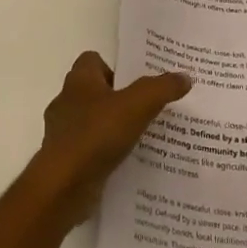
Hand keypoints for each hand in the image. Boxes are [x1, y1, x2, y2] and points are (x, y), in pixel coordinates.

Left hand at [32, 52, 190, 228]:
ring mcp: (62, 133)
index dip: (114, 68)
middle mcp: (66, 102)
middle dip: (117, 100)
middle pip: (94, 91)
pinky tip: (125, 163)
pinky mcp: (64, 161)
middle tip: (146, 110)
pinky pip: (88, 150)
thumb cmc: (96, 134)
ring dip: (111, 129)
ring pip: (91, 122)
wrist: (62, 187)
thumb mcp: (137, 105)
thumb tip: (184, 77)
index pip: (92, 60)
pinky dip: (104, 154)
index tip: (136, 84)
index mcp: (79, 81)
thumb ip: (161, 88)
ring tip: (141, 139)